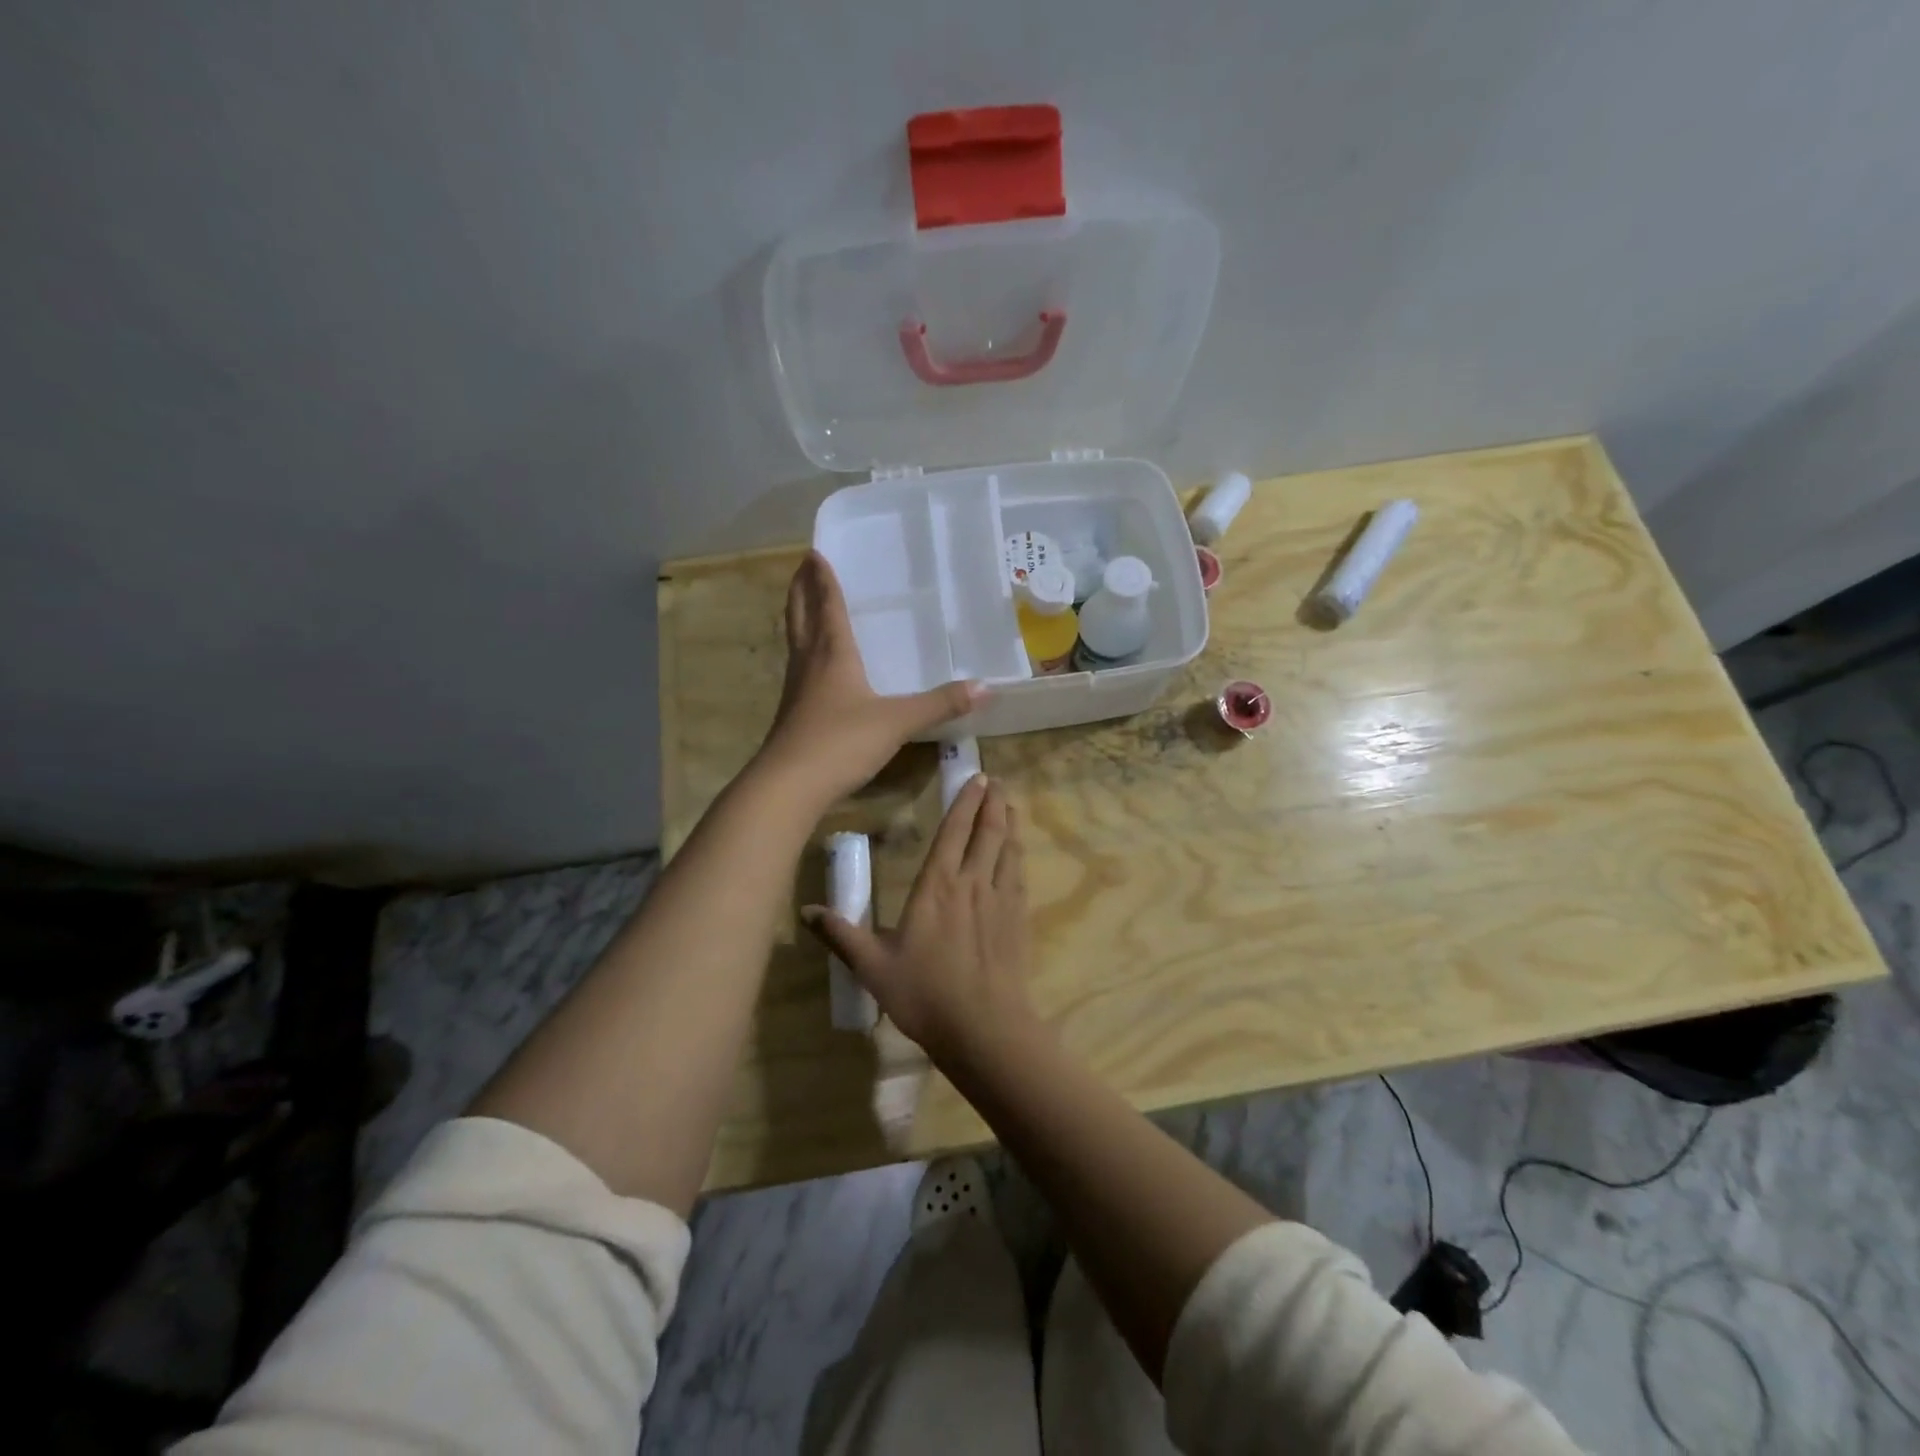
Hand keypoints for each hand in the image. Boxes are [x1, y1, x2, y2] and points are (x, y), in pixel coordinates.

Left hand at [759, 552, 982, 808]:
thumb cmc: (841, 742)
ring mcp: (796, 690)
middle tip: (802, 568)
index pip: (827, 606)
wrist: (789, 786)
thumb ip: (940, 704)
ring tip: (805, 607)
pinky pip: (799, 670)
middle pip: (800, 616)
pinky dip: (805, 654)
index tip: (815, 553)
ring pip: (796, 642)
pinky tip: (815, 668)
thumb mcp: (897, 722)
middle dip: (801, 590)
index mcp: (833, 654)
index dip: (823, 580)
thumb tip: (985, 688)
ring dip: (798, 619)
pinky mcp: (792, 715)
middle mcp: (810, 664)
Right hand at [802, 775, 1034, 1060]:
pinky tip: (1018, 853)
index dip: (964, 802)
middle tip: (996, 781)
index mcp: (937, 886)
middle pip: (987, 832)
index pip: (953, 831)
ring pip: (1008, 849)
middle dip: (992, 803)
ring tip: (1011, 806)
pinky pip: (1020, 876)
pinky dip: (1018, 856)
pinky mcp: (1019, 921)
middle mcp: (973, 883)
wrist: (984, 1028)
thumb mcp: (872, 966)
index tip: (975, 778)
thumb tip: (806, 910)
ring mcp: (1001, 901)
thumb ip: (841, 935)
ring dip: (1009, 824)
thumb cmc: (925, 995)